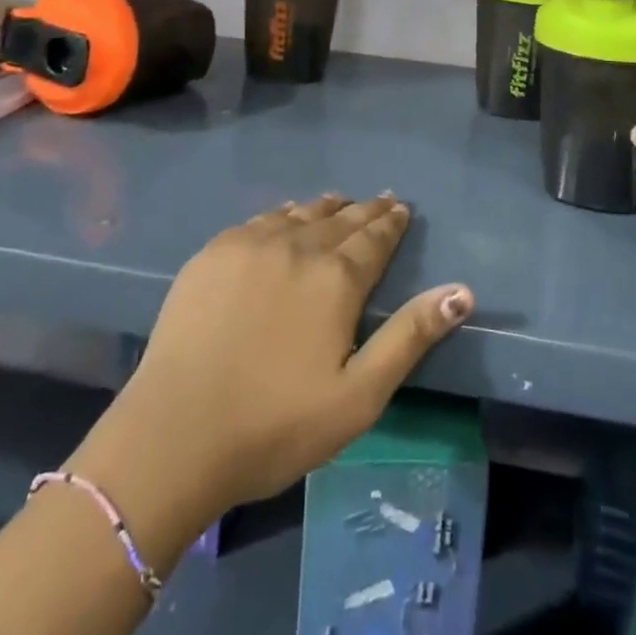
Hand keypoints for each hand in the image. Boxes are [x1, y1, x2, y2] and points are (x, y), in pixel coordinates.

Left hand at [67, 194, 472, 564]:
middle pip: (340, 219)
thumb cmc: (275, 425)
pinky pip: (260, 220)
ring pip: (299, 213)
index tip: (401, 207)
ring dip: (324, 207)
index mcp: (336, 278)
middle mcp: (297, 246)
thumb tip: (462, 291)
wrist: (174, 434)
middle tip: (380, 200)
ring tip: (339, 201)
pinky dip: (283, 214)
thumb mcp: (359, 396)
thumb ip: (410, 337)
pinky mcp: (213, 253)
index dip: (391, 222)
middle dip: (364, 210)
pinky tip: (285, 217)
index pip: (374, 238)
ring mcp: (250, 244)